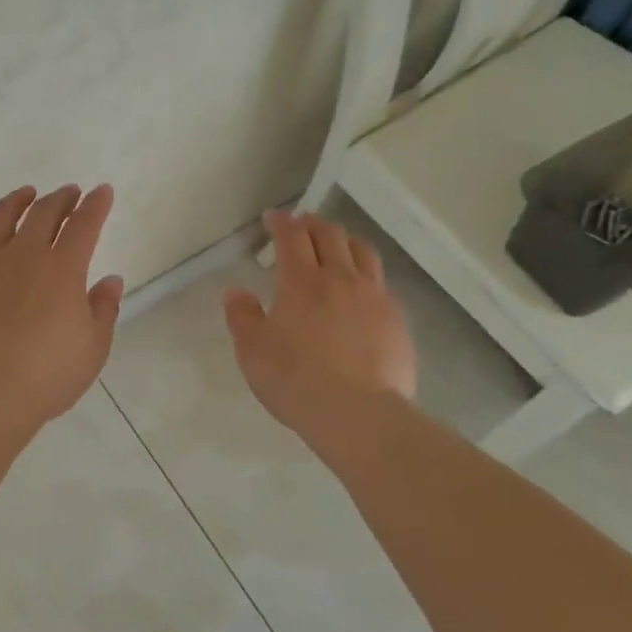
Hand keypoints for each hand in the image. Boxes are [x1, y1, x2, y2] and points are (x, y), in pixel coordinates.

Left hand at [0, 184, 124, 435]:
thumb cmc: (48, 374)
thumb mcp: (93, 348)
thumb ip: (103, 309)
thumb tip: (110, 280)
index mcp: (62, 269)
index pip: (84, 224)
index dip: (95, 205)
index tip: (101, 191)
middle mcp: (24, 255)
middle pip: (43, 213)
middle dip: (60, 198)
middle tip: (69, 192)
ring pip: (0, 219)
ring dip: (16, 202)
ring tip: (25, 195)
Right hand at [223, 211, 416, 441]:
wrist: (358, 414)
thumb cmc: (295, 381)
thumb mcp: (253, 352)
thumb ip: (242, 318)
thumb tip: (235, 293)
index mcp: (302, 282)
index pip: (292, 238)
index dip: (281, 223)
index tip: (273, 218)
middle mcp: (340, 279)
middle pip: (330, 236)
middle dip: (313, 224)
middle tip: (301, 224)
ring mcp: (374, 297)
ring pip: (362, 253)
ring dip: (344, 241)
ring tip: (335, 244)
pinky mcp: (396, 320)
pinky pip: (381, 283)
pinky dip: (365, 273)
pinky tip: (360, 289)